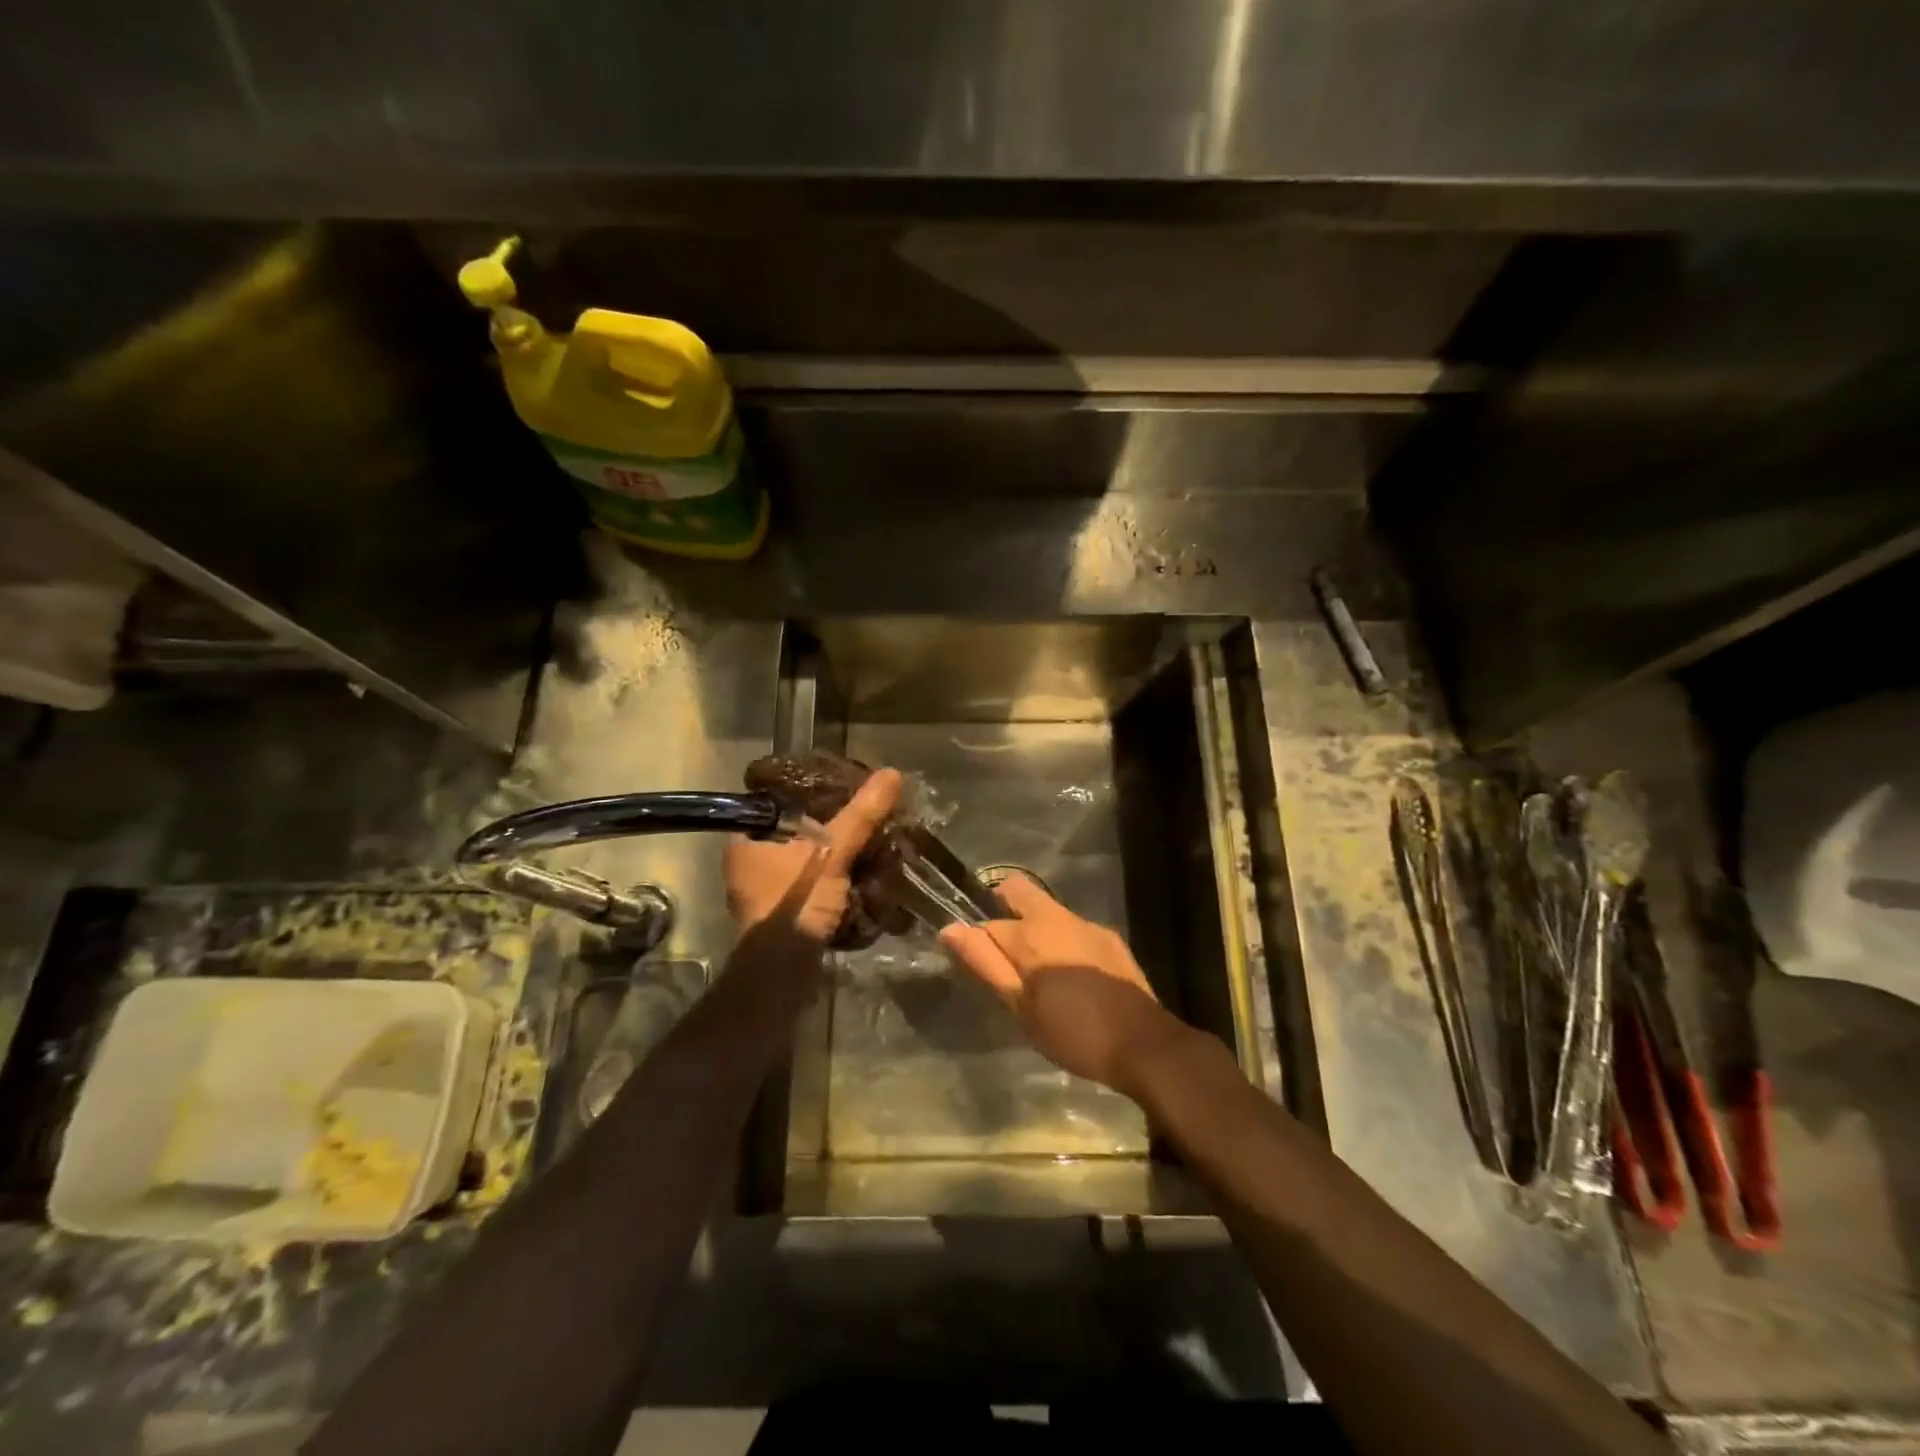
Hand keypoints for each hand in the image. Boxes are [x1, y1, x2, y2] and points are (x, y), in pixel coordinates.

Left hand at [724, 767, 901, 943]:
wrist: (783, 971)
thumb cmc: (796, 900)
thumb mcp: (834, 851)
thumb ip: (861, 814)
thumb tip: (892, 773)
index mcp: (744, 841)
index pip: (776, 805)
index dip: (807, 796)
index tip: (838, 792)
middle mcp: (745, 867)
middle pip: (791, 836)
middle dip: (824, 831)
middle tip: (857, 820)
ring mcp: (760, 896)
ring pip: (800, 864)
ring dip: (828, 860)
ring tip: (863, 846)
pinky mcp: (778, 920)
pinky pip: (806, 889)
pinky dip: (827, 884)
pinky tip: (855, 878)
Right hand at [940, 873, 1185, 1095]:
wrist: (1144, 1045)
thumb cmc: (1074, 1031)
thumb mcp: (1020, 1007)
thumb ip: (985, 963)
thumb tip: (950, 929)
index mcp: (1032, 931)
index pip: (986, 922)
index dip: (974, 940)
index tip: (974, 965)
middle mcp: (1059, 916)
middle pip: (1019, 892)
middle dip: (1002, 910)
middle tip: (1003, 956)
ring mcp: (1088, 925)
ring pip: (1048, 913)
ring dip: (1034, 932)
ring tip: (1037, 976)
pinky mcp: (1110, 940)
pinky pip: (1072, 930)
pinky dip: (1061, 944)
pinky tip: (1069, 979)